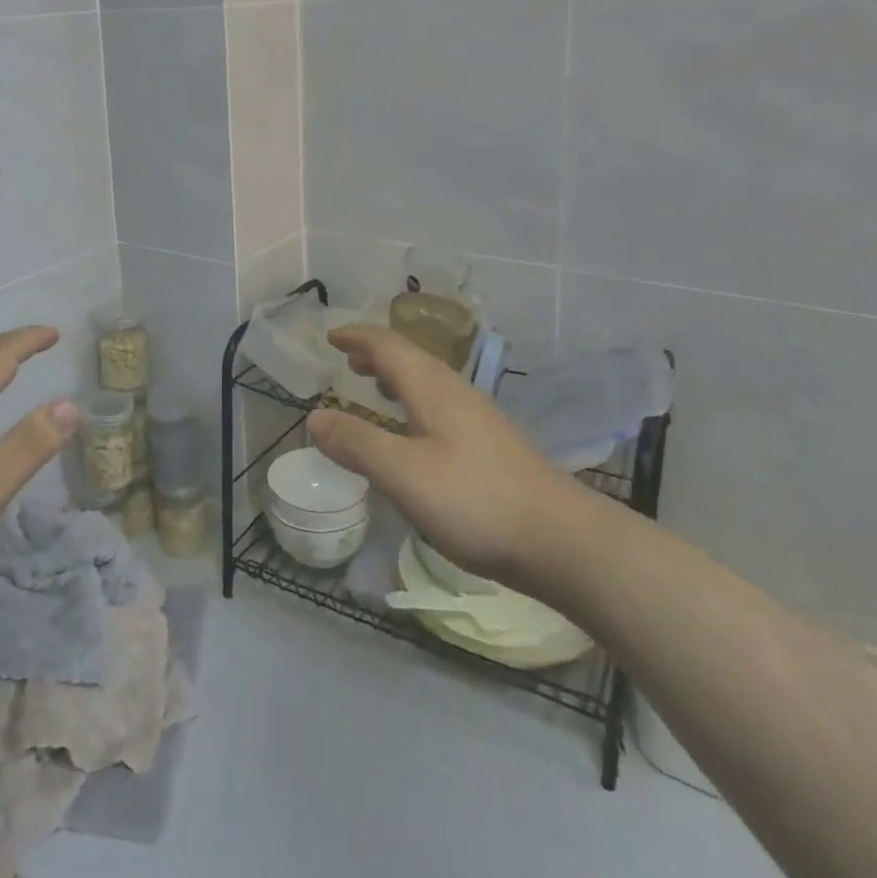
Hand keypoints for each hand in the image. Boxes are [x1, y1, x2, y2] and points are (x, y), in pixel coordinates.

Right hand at [306, 326, 592, 597]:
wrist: (563, 540)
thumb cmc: (475, 500)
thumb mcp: (403, 474)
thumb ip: (357, 444)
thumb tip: (313, 417)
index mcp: (431, 387)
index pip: (387, 345)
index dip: (357, 337)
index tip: (330, 337)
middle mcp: (454, 391)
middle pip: (410, 358)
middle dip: (375, 354)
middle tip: (347, 360)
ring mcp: (477, 417)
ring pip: (427, 382)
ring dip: (396, 377)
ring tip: (375, 387)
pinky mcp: (490, 444)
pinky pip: (440, 404)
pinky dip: (413, 402)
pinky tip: (415, 433)